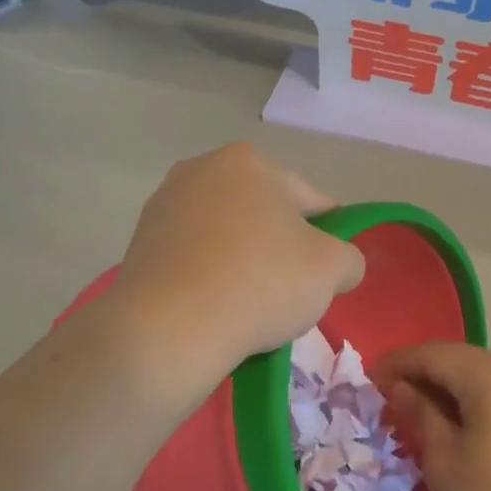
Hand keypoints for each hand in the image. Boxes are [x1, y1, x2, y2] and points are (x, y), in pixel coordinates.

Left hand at [111, 145, 365, 391]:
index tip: (327, 274)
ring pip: (228, 237)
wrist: (169, 329)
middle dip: (281, 249)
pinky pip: (196, 258)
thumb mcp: (332, 270)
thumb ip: (350, 258)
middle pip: (265, 215)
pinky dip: (211, 277)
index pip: (311, 202)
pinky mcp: (140, 242)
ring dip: (245, 262)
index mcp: (250, 162)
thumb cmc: (259, 285)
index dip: (328, 238)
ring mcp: (165, 205)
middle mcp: (202, 169)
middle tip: (289, 293)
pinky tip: (217, 308)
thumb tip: (340, 265)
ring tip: (250, 306)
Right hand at [373, 343, 490, 490]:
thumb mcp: (442, 457)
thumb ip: (419, 412)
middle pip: (462, 360)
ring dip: (449, 387)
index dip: (399, 362)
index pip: (435, 354)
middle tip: (390, 396)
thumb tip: (399, 387)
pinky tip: (456, 423)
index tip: (370, 379)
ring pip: (484, 376)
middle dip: (424, 373)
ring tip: (419, 411)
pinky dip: (475, 400)